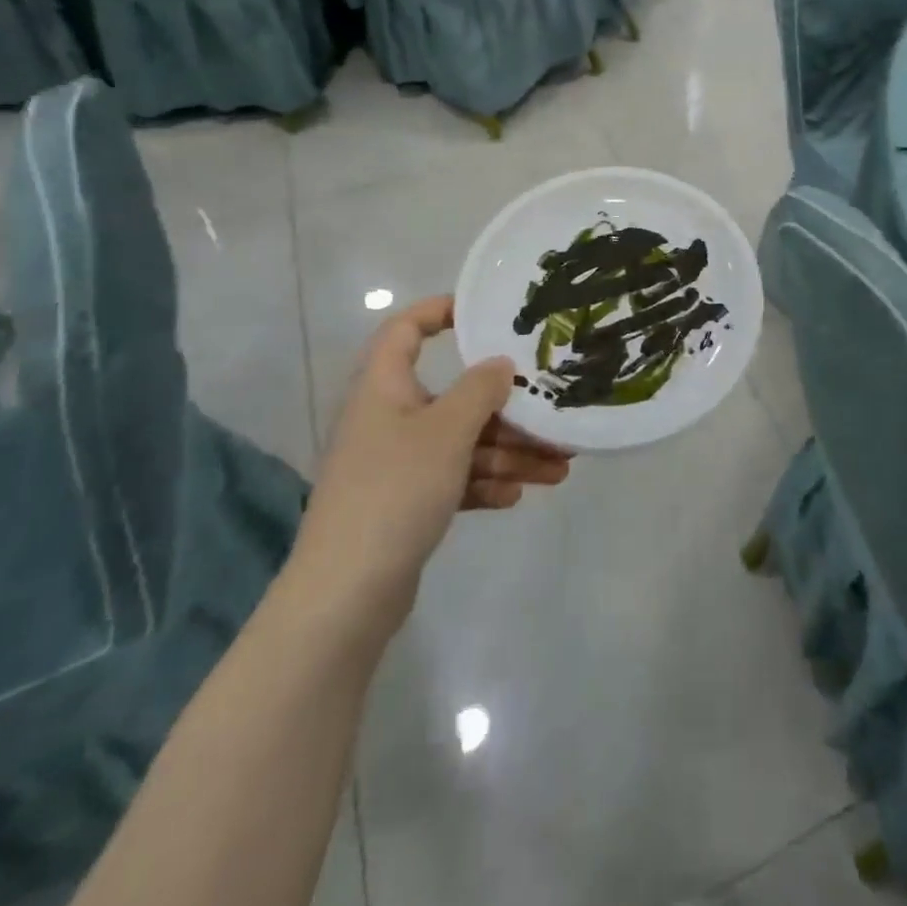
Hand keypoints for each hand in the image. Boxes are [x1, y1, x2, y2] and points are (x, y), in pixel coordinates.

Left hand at [287, 295, 570, 639]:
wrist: (346, 594)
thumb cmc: (395, 490)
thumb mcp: (447, 431)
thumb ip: (479, 390)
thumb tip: (500, 363)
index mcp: (384, 388)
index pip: (405, 330)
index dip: (439, 311)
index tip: (484, 313)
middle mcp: (389, 419)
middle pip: (453, 398)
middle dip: (507, 410)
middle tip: (553, 417)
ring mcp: (395, 465)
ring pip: (461, 444)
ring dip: (509, 454)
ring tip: (560, 470)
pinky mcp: (404, 504)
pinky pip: (453, 480)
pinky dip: (484, 483)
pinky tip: (517, 496)